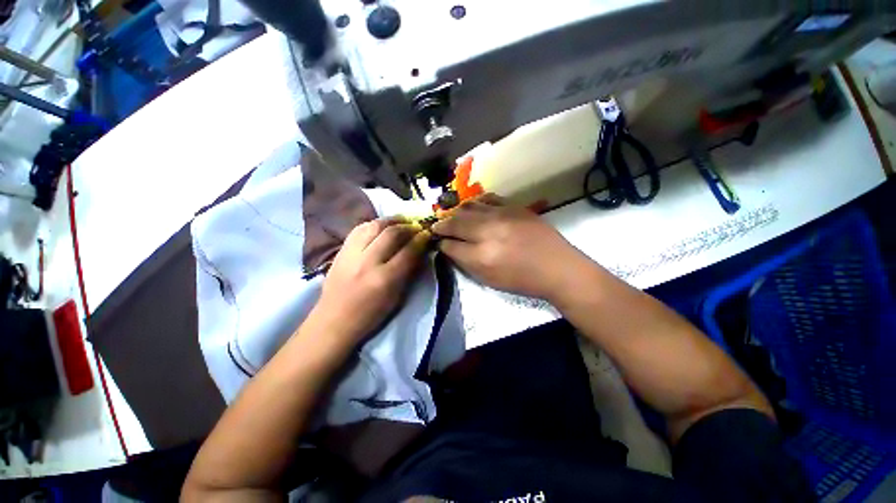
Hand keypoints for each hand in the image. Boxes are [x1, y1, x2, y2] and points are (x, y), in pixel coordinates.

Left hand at [310, 218, 430, 344]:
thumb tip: (419, 249)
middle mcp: (367, 262)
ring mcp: (351, 254)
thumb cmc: (371, 315)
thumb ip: (409, 271)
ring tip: (401, 221)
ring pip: (374, 225)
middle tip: (416, 226)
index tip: (427, 234)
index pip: (408, 251)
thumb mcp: (397, 297)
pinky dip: (374, 223)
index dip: (421, 239)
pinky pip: (359, 228)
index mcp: (385, 279)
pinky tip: (382, 225)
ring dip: (391, 220)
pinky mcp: (340, 250)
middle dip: (408, 226)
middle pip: (392, 233)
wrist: (334, 321)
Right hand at [431, 194, 585, 299]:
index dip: (441, 243)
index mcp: (481, 256)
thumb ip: (466, 262)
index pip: (450, 244)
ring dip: (456, 212)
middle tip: (437, 226)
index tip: (438, 241)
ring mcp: (502, 215)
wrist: (557, 267)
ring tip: (452, 216)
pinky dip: (476, 203)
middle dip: (442, 224)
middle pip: (455, 222)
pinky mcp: (514, 206)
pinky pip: (488, 199)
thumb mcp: (489, 280)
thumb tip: (450, 247)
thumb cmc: (522, 280)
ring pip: (468, 207)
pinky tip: (473, 208)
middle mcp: (488, 231)